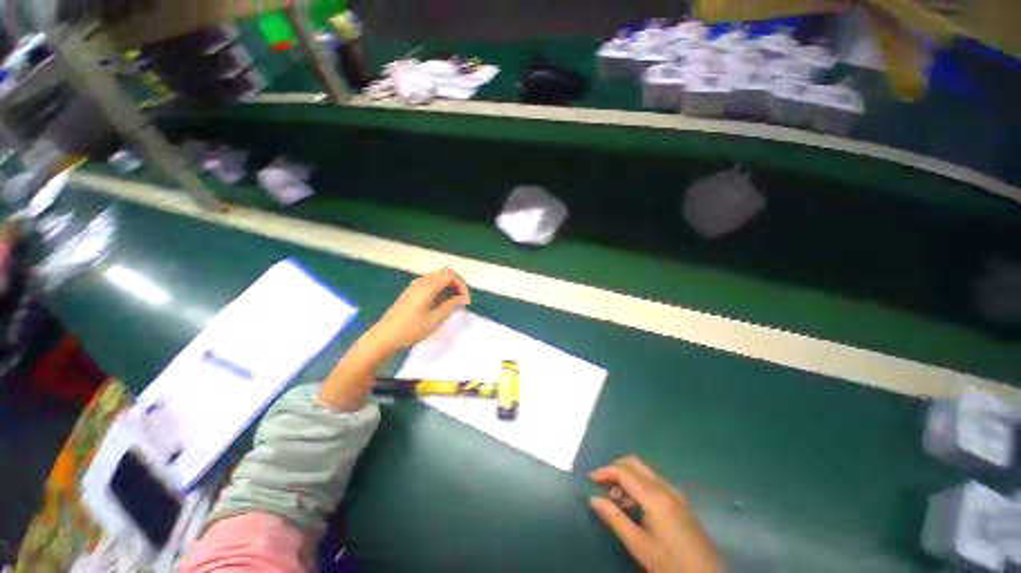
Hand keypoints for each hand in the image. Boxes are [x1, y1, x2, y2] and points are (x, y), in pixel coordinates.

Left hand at [368, 268, 470, 351]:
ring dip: (449, 288)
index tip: (466, 301)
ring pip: (438, 279)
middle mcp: (422, 281)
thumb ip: (451, 305)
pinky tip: (442, 304)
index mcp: (428, 286)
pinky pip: (431, 285)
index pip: (451, 275)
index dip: (462, 285)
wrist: (385, 336)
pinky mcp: (412, 292)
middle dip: (457, 285)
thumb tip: (463, 298)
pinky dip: (441, 290)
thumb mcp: (435, 318)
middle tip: (462, 301)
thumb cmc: (412, 329)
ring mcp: (415, 286)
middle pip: (445, 274)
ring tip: (454, 304)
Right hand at [590, 456, 719, 572]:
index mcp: (655, 497)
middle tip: (602, 484)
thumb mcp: (639, 546)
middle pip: (635, 463)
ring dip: (626, 477)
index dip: (605, 471)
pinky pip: (653, 481)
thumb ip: (615, 519)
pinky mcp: (680, 501)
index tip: (590, 479)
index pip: (624, 472)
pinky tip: (634, 505)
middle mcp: (665, 488)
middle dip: (615, 469)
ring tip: (615, 500)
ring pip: (644, 471)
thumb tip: (593, 499)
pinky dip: (638, 484)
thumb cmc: (671, 564)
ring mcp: (675, 493)